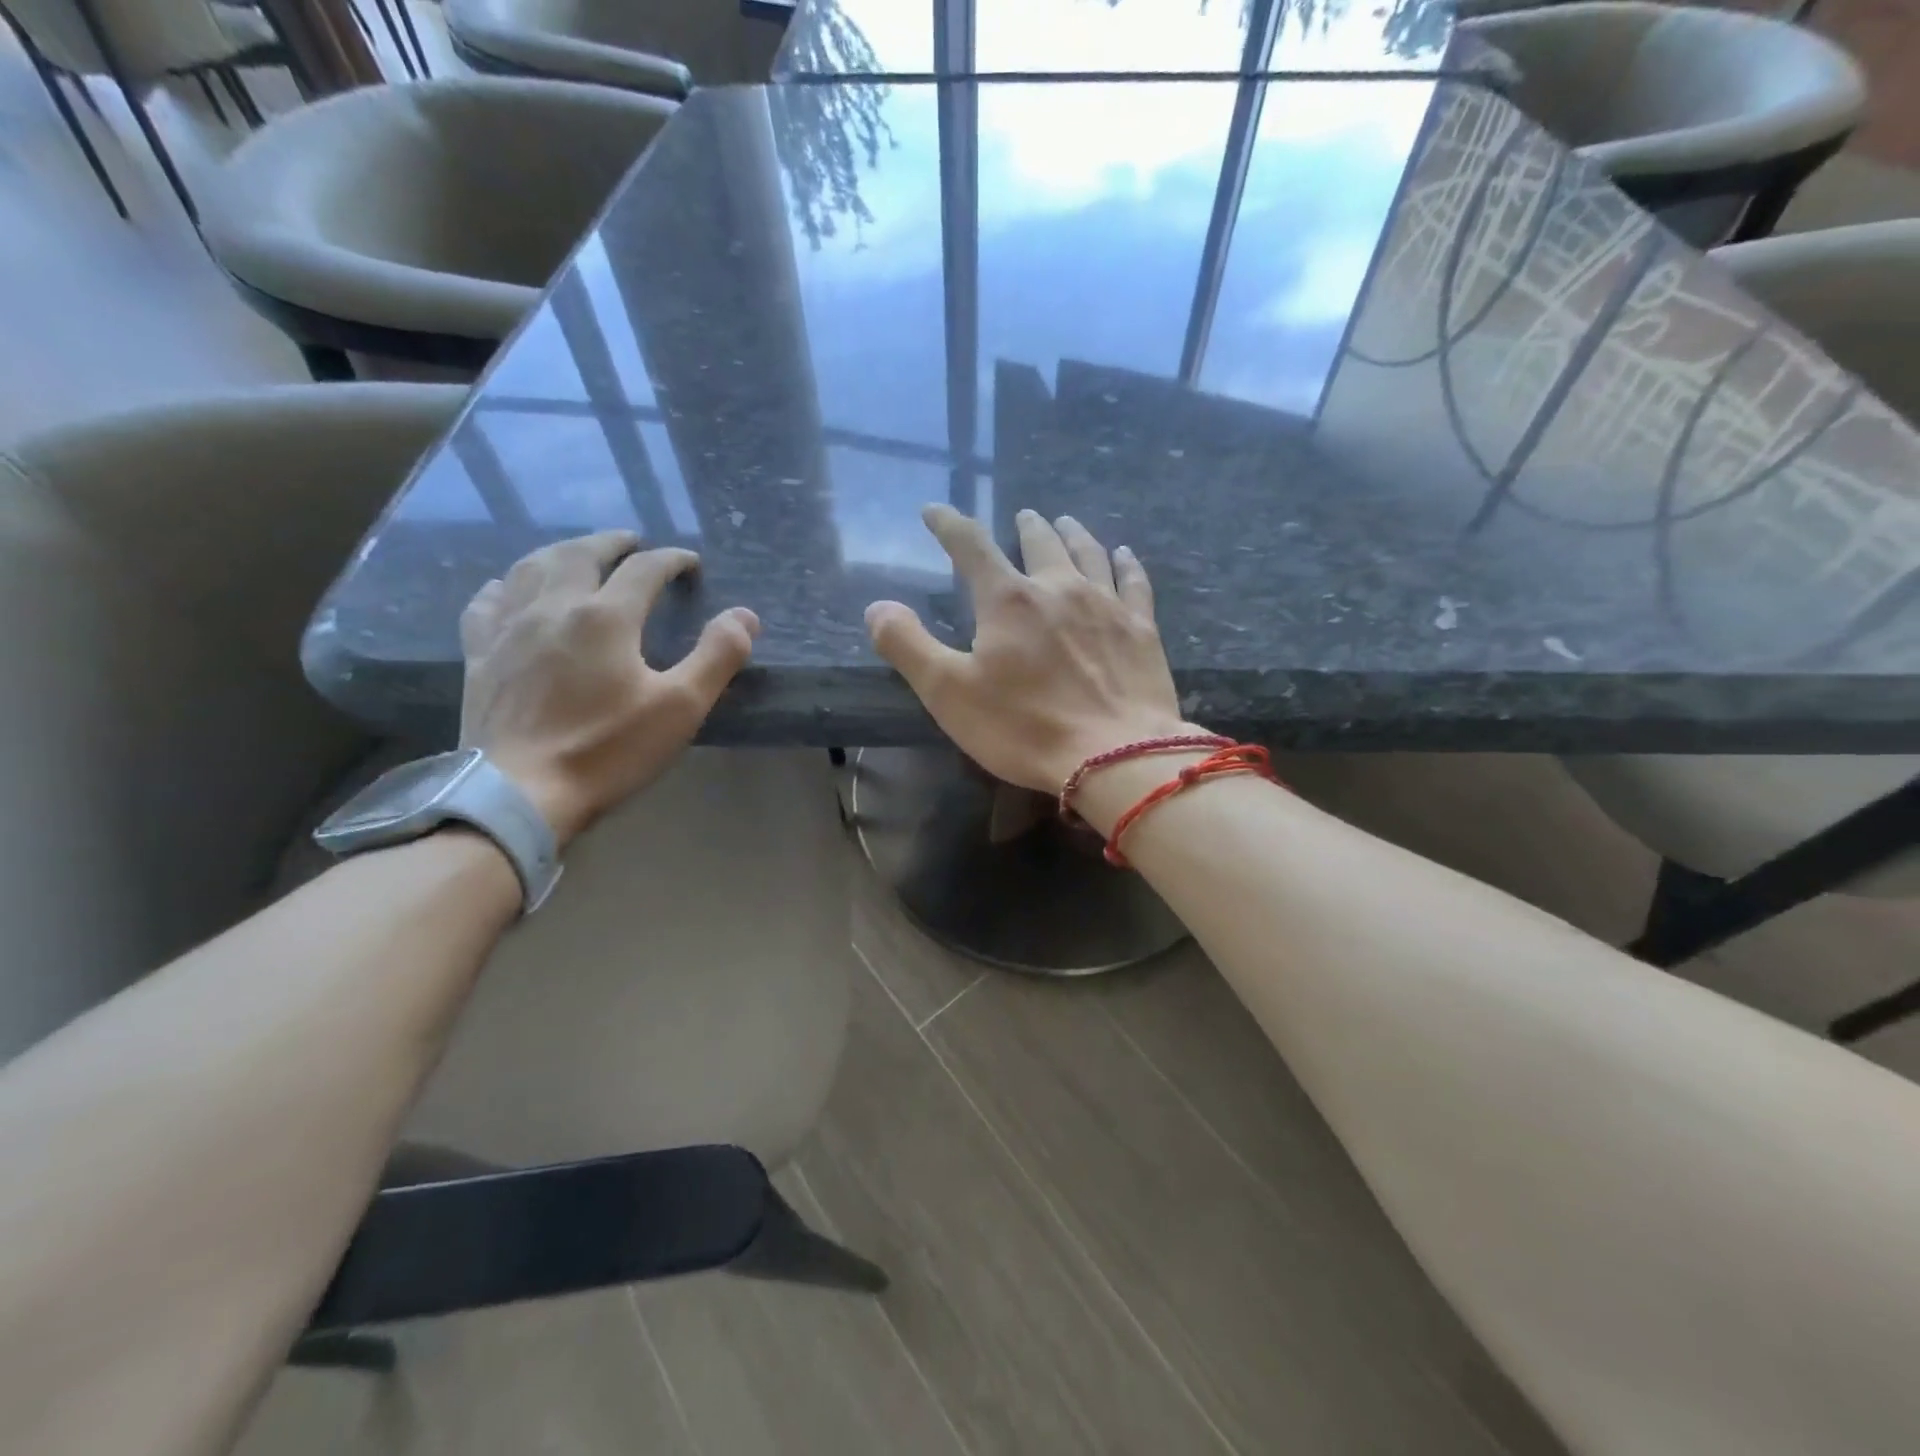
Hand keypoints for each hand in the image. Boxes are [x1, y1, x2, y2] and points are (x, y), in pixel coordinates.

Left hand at [459, 531, 759, 845]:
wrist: (520, 793)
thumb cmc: (607, 750)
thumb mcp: (680, 707)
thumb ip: (717, 656)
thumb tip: (745, 615)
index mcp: (605, 617)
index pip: (644, 569)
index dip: (671, 560)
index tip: (690, 563)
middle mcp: (553, 607)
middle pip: (581, 554)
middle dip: (611, 542)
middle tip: (632, 542)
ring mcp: (509, 628)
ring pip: (531, 567)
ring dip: (561, 551)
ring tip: (578, 553)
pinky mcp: (479, 654)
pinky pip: (487, 602)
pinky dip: (505, 586)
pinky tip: (509, 589)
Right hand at [865, 506, 1195, 792]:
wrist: (1117, 757)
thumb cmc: (1025, 728)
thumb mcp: (949, 694)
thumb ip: (908, 646)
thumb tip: (878, 607)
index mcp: (1008, 600)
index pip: (970, 545)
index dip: (948, 524)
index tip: (934, 511)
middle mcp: (1058, 587)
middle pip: (1040, 542)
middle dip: (1026, 526)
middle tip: (1023, 517)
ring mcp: (1106, 605)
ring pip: (1088, 552)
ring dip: (1073, 533)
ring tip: (1065, 522)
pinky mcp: (1141, 629)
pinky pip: (1134, 582)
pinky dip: (1126, 563)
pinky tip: (1123, 554)